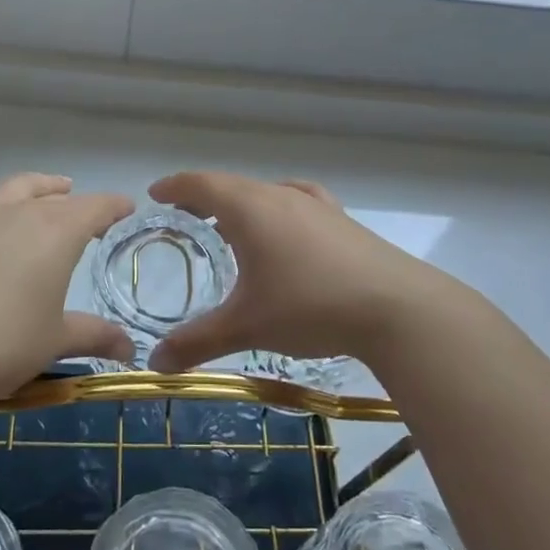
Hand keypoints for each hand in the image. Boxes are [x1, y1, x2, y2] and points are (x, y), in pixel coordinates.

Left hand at [0, 143, 134, 406]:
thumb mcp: (55, 341)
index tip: (127, 208)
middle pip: (58, 200)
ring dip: (40, 185)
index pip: (96, 208)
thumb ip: (94, 336)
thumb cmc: (2, 342)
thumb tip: (129, 349)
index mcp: (59, 234)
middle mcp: (23, 215)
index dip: (114, 207)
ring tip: (55, 186)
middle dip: (78, 204)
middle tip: (90, 218)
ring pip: (18, 189)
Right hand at [146, 171, 445, 374]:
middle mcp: (279, 195)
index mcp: (249, 208)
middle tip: (183, 217)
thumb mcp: (247, 326)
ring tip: (229, 227)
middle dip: (203, 196)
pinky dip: (277, 209)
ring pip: (265, 193)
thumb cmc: (309, 306)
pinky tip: (286, 226)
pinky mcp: (341, 220)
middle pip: (231, 184)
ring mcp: (315, 205)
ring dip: (240, 203)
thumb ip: (197, 342)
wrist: (395, 307)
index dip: (175, 186)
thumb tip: (154, 365)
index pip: (201, 183)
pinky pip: (297, 202)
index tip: (155, 194)